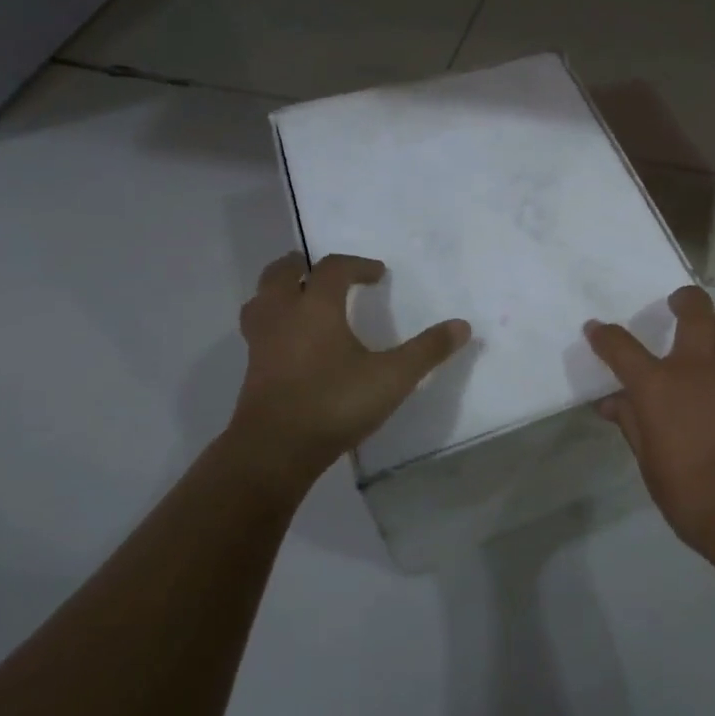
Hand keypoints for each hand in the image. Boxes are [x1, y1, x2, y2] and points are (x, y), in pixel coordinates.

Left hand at [226, 252, 471, 498]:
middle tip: (320, 270)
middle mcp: (283, 316)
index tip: (378, 274)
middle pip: (280, 274)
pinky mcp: (252, 371)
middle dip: (302, 267)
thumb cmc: (335, 403)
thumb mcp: (393, 377)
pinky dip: (272, 324)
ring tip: (298, 299)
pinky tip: (291, 343)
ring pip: (260, 301)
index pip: (333, 269)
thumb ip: (427, 350)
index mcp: (316, 307)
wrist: (274, 451)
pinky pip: (258, 332)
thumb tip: (462, 326)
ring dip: (277, 292)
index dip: (357, 265)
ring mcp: (261, 344)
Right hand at [585, 287, 714, 549]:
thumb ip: (631, 421)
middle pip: (695, 308)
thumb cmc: (689, 492)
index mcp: (658, 385)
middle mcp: (697, 365)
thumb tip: (611, 402)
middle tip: (677, 306)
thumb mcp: (648, 459)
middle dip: (683, 299)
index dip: (604, 335)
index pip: (621, 346)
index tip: (596, 329)